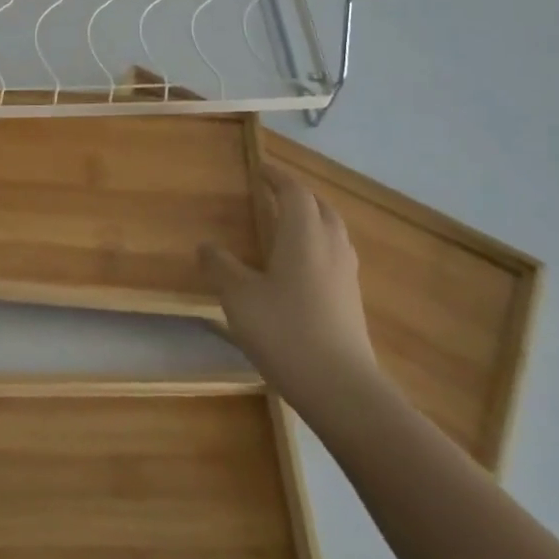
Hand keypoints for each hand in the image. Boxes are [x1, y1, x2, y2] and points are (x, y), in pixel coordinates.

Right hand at [200, 164, 385, 431]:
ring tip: (290, 224)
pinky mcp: (352, 300)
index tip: (260, 169)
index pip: (294, 191)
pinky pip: (336, 255)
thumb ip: (221, 267)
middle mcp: (330, 246)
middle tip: (275, 193)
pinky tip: (303, 267)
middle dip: (298, 195)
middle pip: (320, 207)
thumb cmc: (285, 331)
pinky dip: (319, 245)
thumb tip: (206, 245)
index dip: (277, 177)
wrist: (341, 389)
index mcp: (304, 234)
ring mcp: (346, 274)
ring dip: (313, 218)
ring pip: (333, 231)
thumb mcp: (239, 297)